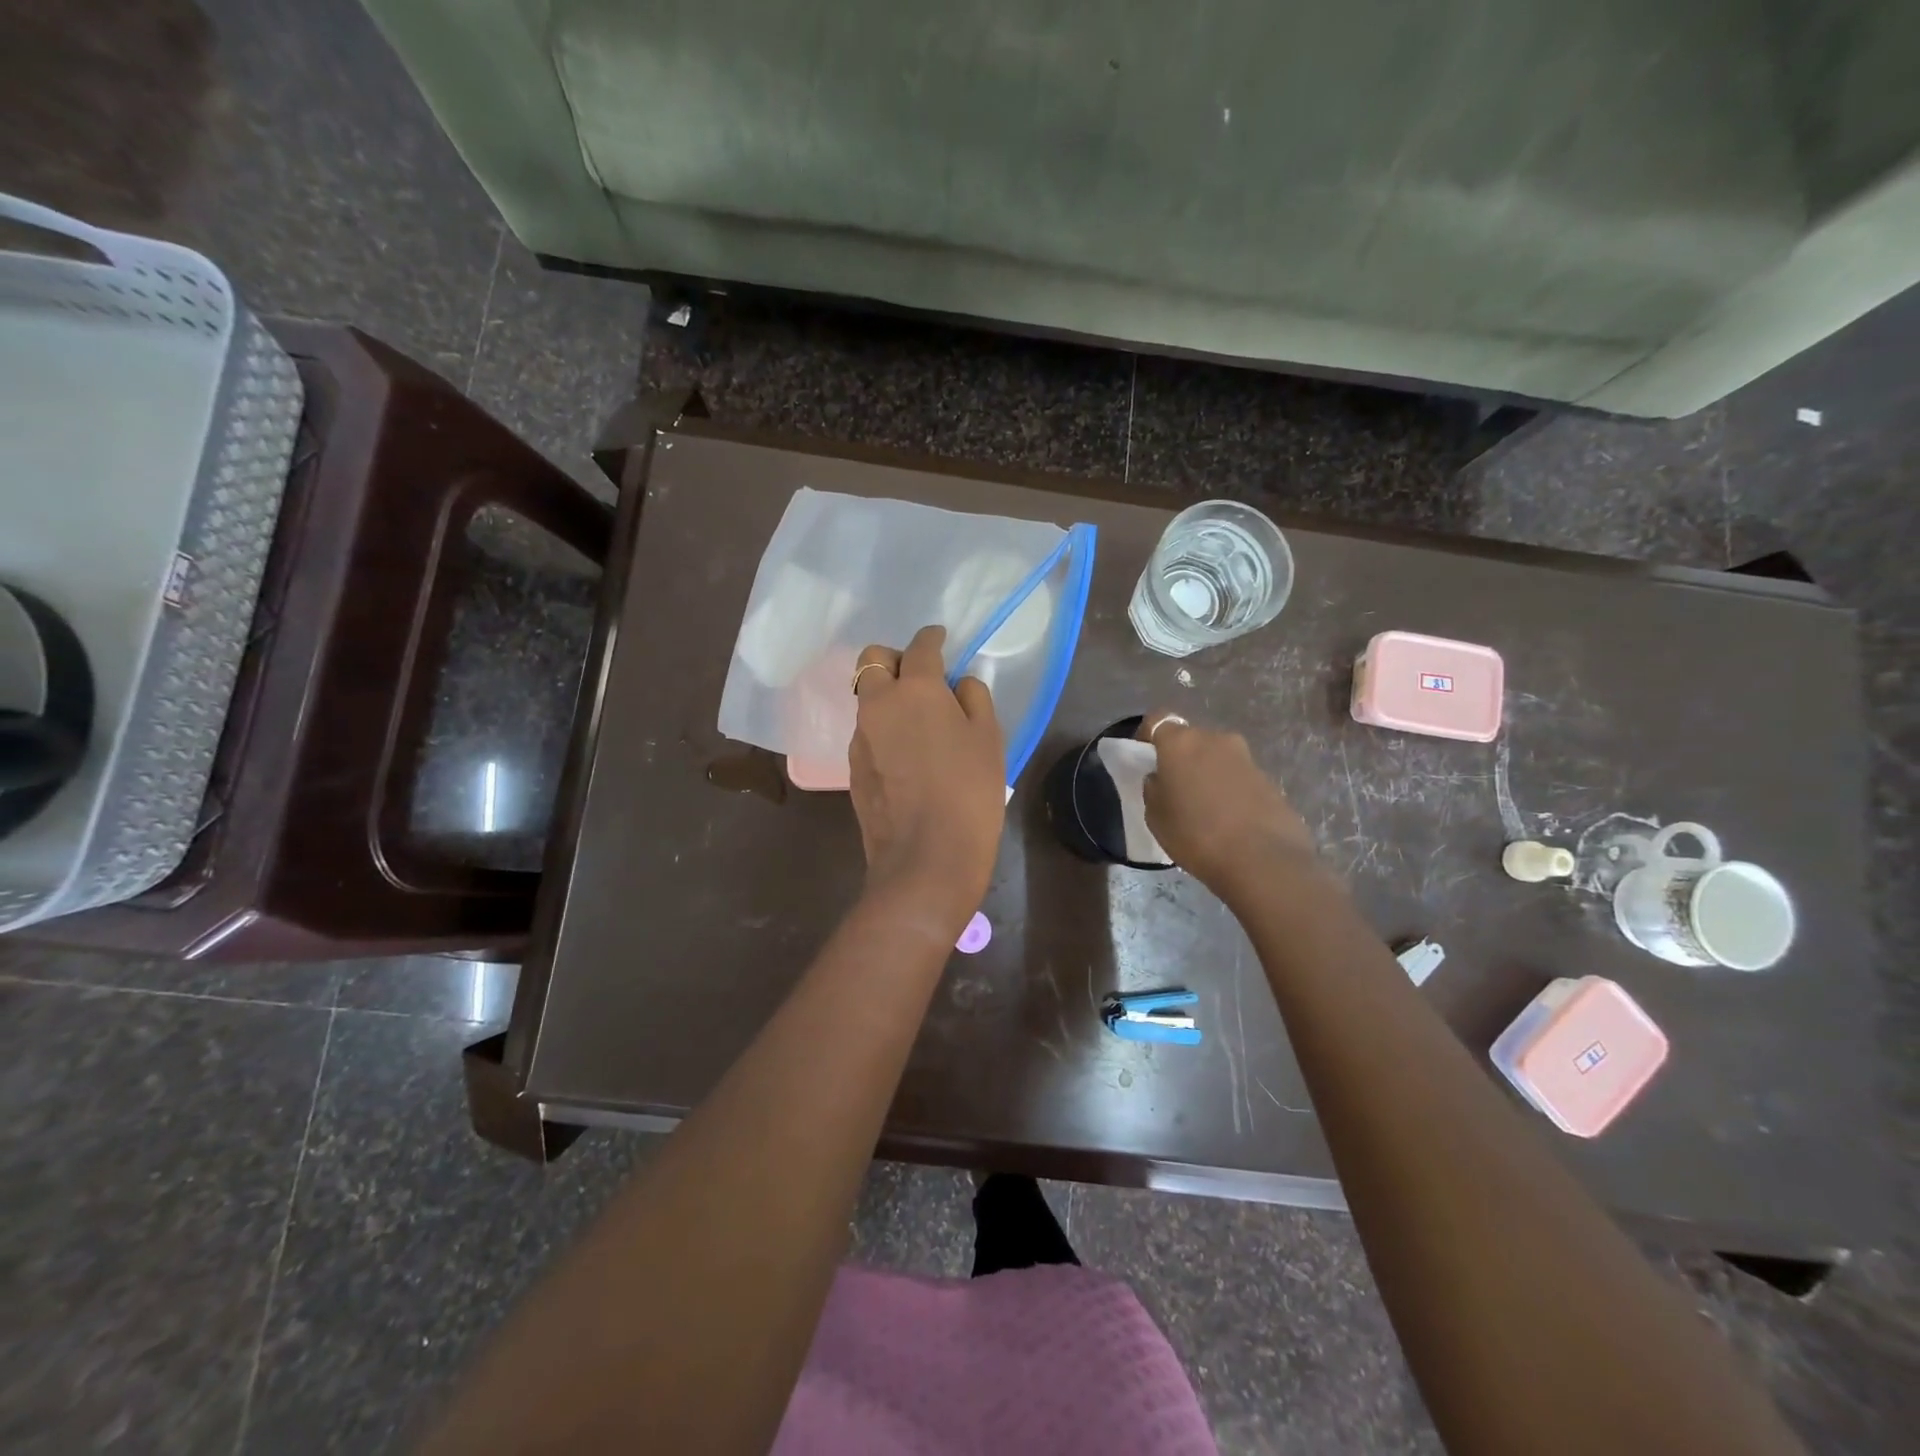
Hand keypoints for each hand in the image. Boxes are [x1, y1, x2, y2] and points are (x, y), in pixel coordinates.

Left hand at [849, 626, 1005, 934]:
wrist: (925, 858)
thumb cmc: (968, 793)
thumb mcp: (989, 740)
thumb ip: (974, 699)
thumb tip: (958, 684)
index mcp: (915, 689)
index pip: (920, 647)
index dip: (932, 637)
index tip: (940, 637)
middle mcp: (877, 704)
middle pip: (872, 660)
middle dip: (894, 658)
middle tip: (920, 676)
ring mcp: (859, 737)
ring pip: (866, 697)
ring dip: (887, 695)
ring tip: (917, 720)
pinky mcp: (852, 767)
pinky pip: (867, 731)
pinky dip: (883, 727)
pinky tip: (906, 754)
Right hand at [1137, 712, 1318, 903]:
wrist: (1263, 861)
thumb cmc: (1196, 835)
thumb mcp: (1156, 817)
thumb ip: (1154, 789)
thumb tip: (1161, 779)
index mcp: (1181, 743)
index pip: (1157, 720)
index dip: (1147, 736)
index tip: (1145, 759)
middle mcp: (1215, 739)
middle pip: (1189, 739)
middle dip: (1179, 757)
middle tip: (1173, 787)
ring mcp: (1245, 757)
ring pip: (1215, 757)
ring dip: (1205, 773)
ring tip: (1202, 807)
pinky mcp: (1268, 778)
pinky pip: (1237, 776)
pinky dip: (1228, 788)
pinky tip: (1227, 818)